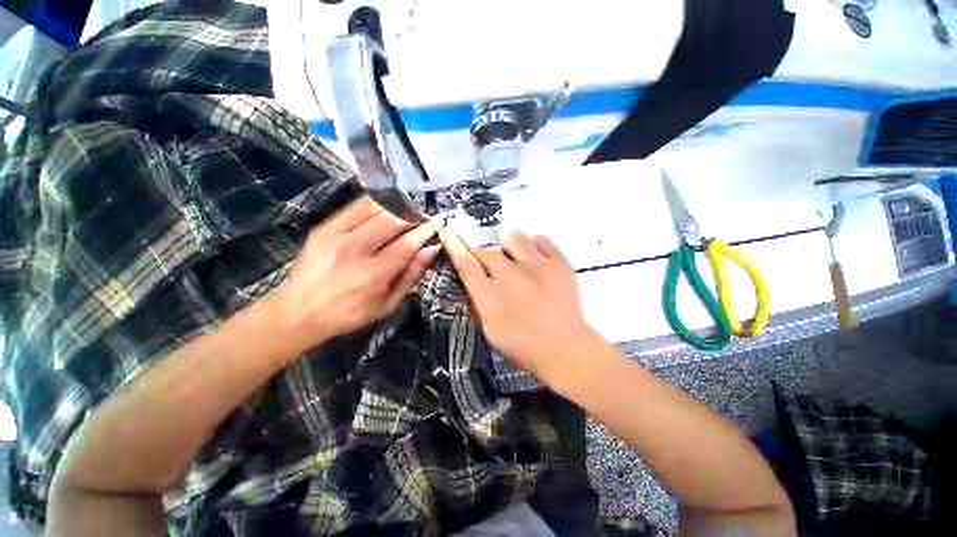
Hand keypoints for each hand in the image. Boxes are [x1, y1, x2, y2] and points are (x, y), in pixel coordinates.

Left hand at [269, 197, 438, 357]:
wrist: (298, 311)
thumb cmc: (349, 313)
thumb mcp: (388, 304)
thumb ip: (411, 275)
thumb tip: (431, 250)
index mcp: (373, 274)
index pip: (407, 243)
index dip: (425, 231)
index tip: (436, 223)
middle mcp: (355, 250)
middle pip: (393, 221)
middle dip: (413, 215)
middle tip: (423, 217)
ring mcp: (337, 235)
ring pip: (375, 208)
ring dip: (396, 207)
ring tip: (407, 211)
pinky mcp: (324, 227)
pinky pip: (356, 206)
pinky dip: (376, 204)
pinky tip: (385, 207)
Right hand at [438, 229, 595, 378]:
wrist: (567, 350)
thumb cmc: (524, 348)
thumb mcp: (490, 332)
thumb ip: (479, 303)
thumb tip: (474, 281)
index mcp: (490, 296)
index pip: (466, 264)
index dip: (454, 246)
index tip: (447, 232)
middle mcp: (510, 275)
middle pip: (487, 251)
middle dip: (484, 258)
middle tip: (493, 269)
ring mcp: (536, 266)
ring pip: (513, 237)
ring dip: (508, 248)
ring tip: (516, 261)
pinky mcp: (559, 263)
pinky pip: (541, 239)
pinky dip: (534, 246)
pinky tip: (535, 260)